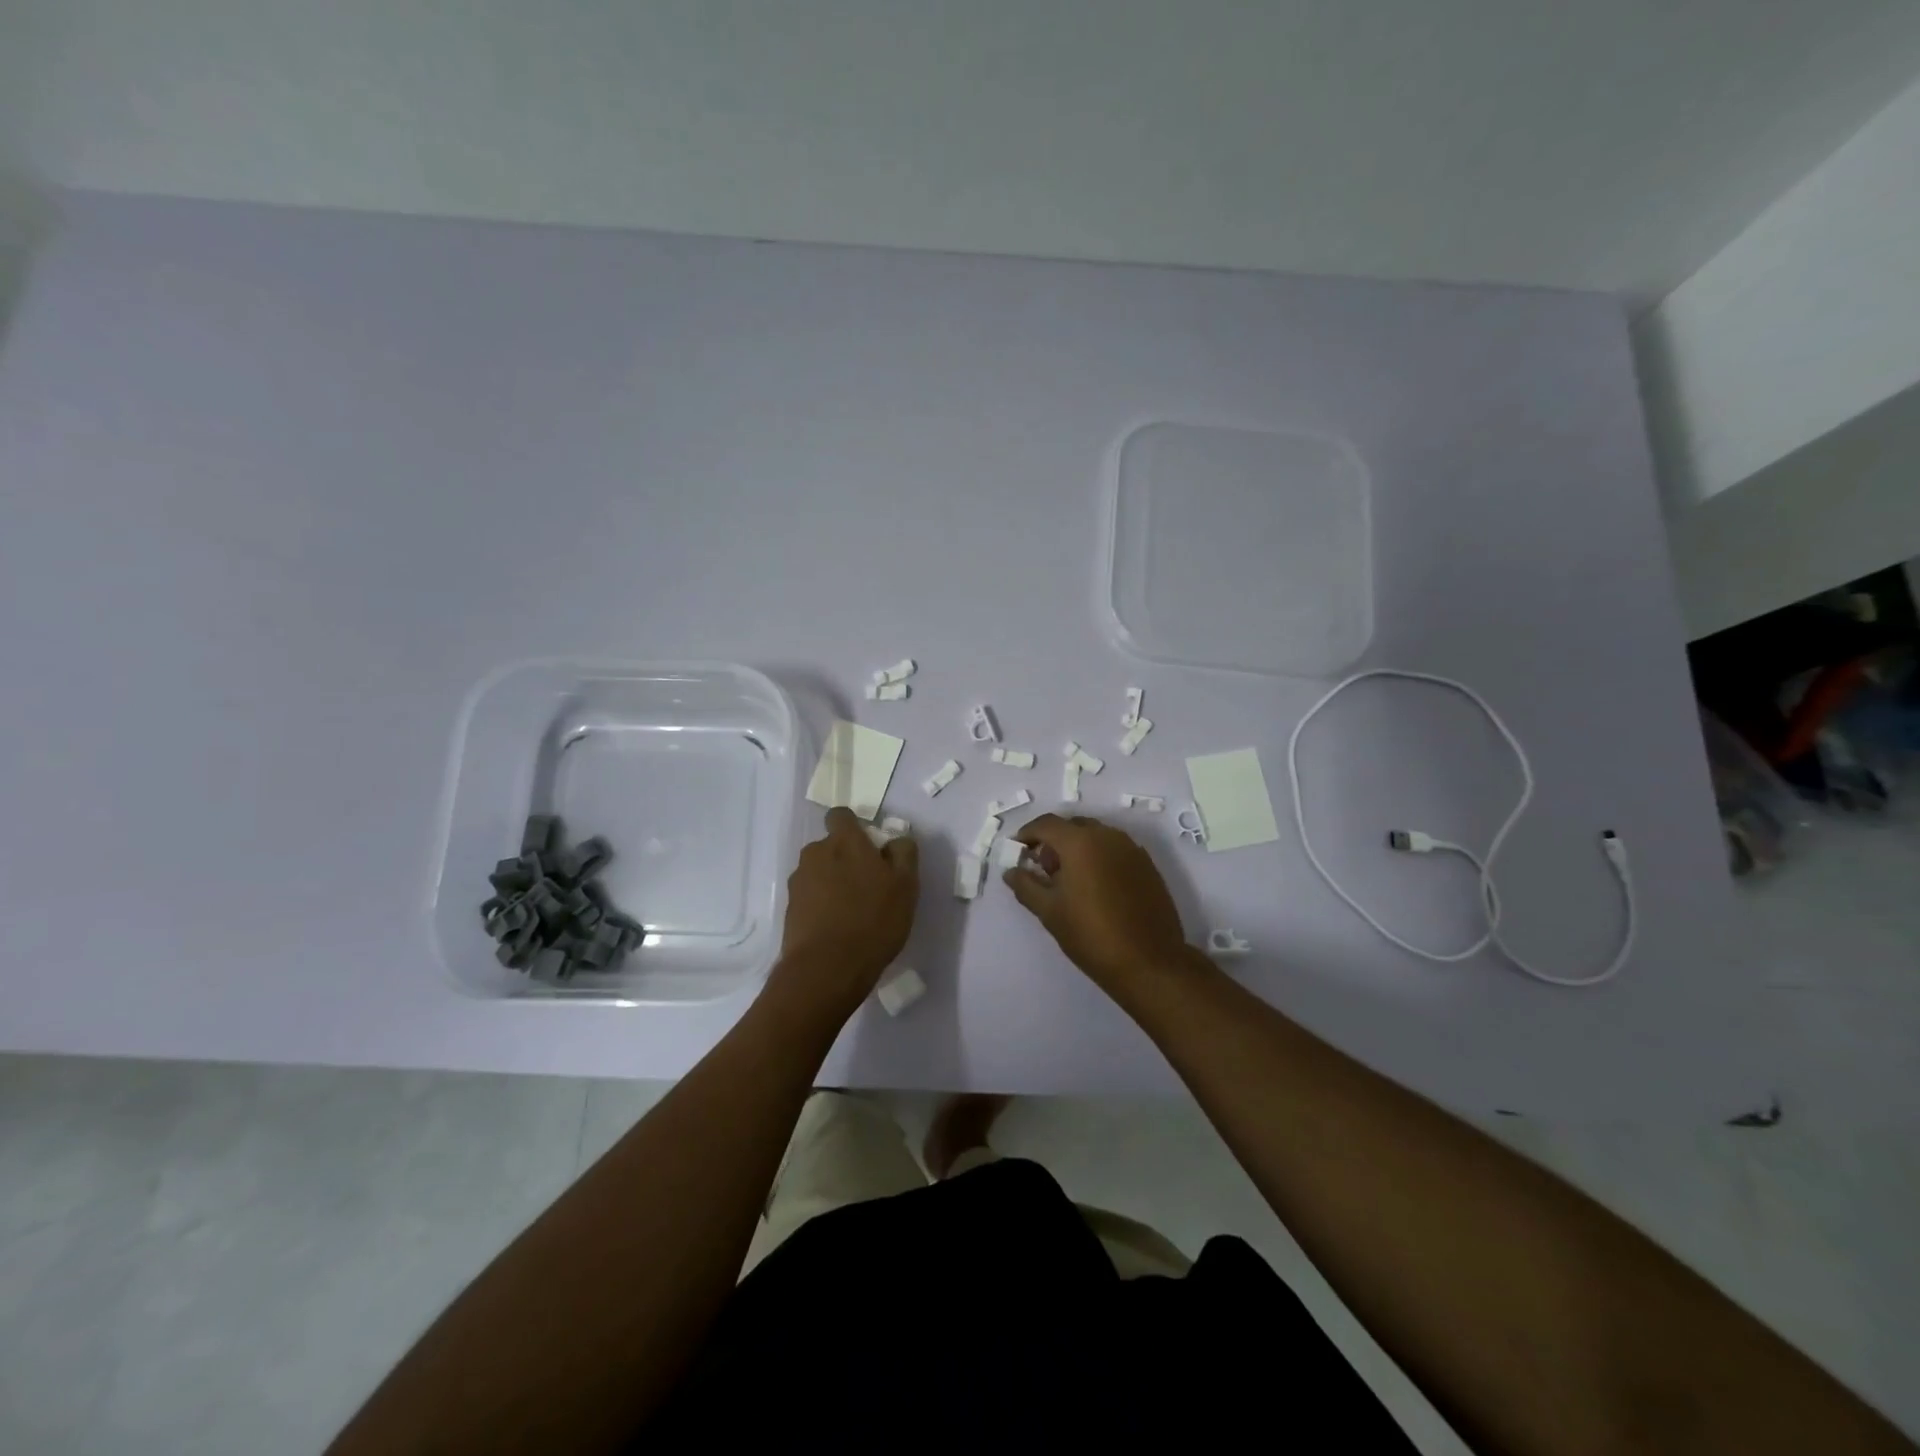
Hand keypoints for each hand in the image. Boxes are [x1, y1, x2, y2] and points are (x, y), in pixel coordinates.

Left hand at [772, 807, 917, 1014]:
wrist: (827, 968)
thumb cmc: (873, 920)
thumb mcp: (906, 886)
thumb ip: (904, 853)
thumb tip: (895, 840)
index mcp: (844, 842)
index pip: (841, 815)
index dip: (854, 827)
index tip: (870, 848)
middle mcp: (816, 853)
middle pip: (830, 846)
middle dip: (845, 858)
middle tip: (868, 885)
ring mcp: (798, 881)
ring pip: (819, 872)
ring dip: (832, 882)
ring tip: (852, 911)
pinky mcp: (789, 908)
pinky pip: (809, 897)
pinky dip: (821, 905)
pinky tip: (837, 928)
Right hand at [1006, 813, 1198, 997]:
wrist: (1149, 962)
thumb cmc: (1091, 935)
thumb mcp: (1049, 912)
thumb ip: (1026, 885)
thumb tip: (1011, 871)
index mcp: (1080, 842)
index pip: (1047, 824)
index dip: (1028, 834)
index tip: (1018, 851)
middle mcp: (1107, 836)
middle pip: (1072, 826)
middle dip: (1053, 841)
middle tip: (1043, 869)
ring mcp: (1131, 849)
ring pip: (1096, 836)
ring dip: (1077, 848)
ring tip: (1069, 881)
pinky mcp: (1147, 865)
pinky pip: (1115, 850)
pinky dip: (1099, 857)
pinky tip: (1095, 887)